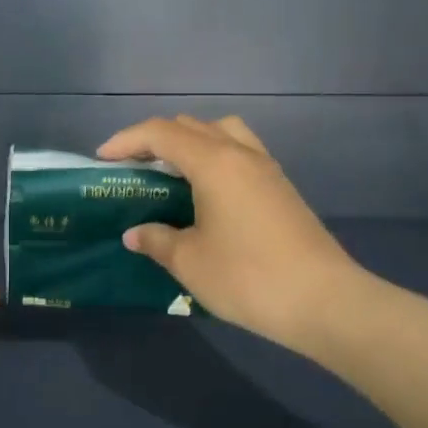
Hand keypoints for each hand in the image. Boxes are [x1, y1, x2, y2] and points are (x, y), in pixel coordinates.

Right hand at [97, 115, 368, 354]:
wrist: (324, 301)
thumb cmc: (248, 277)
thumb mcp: (190, 262)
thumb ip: (156, 240)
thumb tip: (135, 233)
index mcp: (214, 162)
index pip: (161, 133)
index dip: (126, 140)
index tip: (102, 159)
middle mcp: (241, 153)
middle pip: (191, 125)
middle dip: (154, 138)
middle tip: (132, 167)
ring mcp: (266, 168)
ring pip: (222, 131)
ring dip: (190, 141)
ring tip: (172, 171)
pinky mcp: (281, 187)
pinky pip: (240, 152)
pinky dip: (214, 156)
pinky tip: (206, 192)